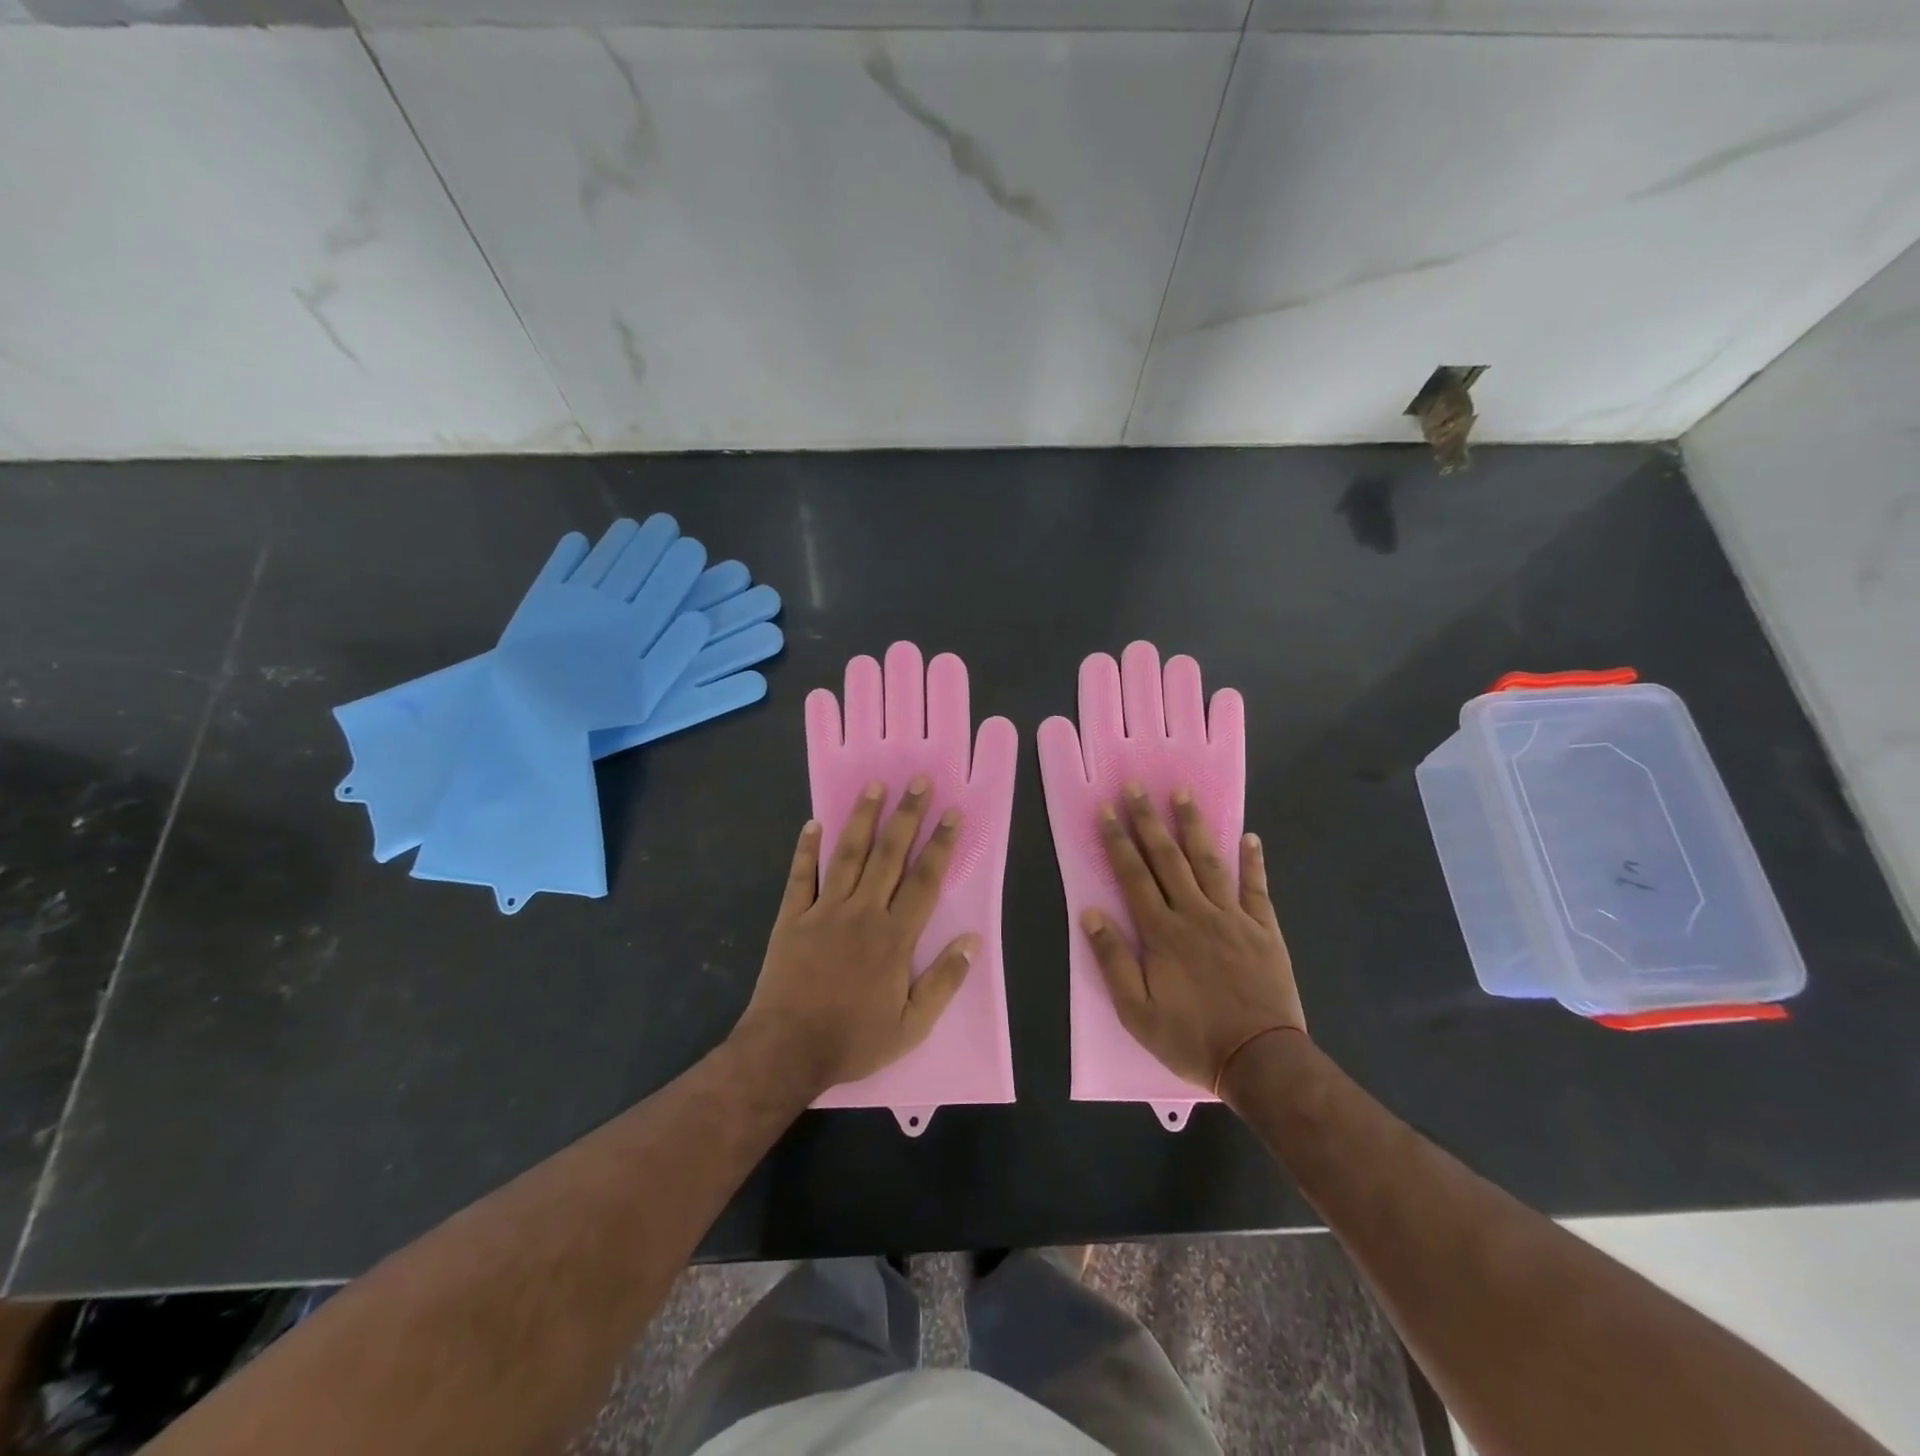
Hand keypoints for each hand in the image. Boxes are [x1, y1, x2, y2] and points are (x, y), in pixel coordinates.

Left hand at [736, 777, 976, 1097]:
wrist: (786, 1051)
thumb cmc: (853, 1040)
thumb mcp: (912, 1027)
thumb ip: (944, 981)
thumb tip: (972, 941)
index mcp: (894, 937)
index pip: (924, 880)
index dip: (941, 845)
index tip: (952, 813)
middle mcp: (862, 912)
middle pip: (889, 855)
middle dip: (906, 816)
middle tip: (917, 781)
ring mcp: (823, 911)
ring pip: (847, 856)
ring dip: (862, 819)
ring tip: (874, 786)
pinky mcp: (791, 918)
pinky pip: (800, 876)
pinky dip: (806, 849)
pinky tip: (812, 823)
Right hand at [1084, 784, 1306, 1095]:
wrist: (1260, 1061)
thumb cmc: (1192, 1038)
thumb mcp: (1136, 1011)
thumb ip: (1112, 959)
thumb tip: (1089, 913)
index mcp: (1162, 932)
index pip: (1133, 876)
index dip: (1118, 841)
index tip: (1108, 810)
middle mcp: (1195, 913)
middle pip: (1167, 859)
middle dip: (1149, 821)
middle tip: (1138, 787)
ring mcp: (1233, 917)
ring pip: (1209, 862)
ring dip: (1194, 826)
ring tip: (1183, 794)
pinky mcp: (1264, 929)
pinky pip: (1256, 887)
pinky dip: (1252, 861)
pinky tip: (1249, 837)